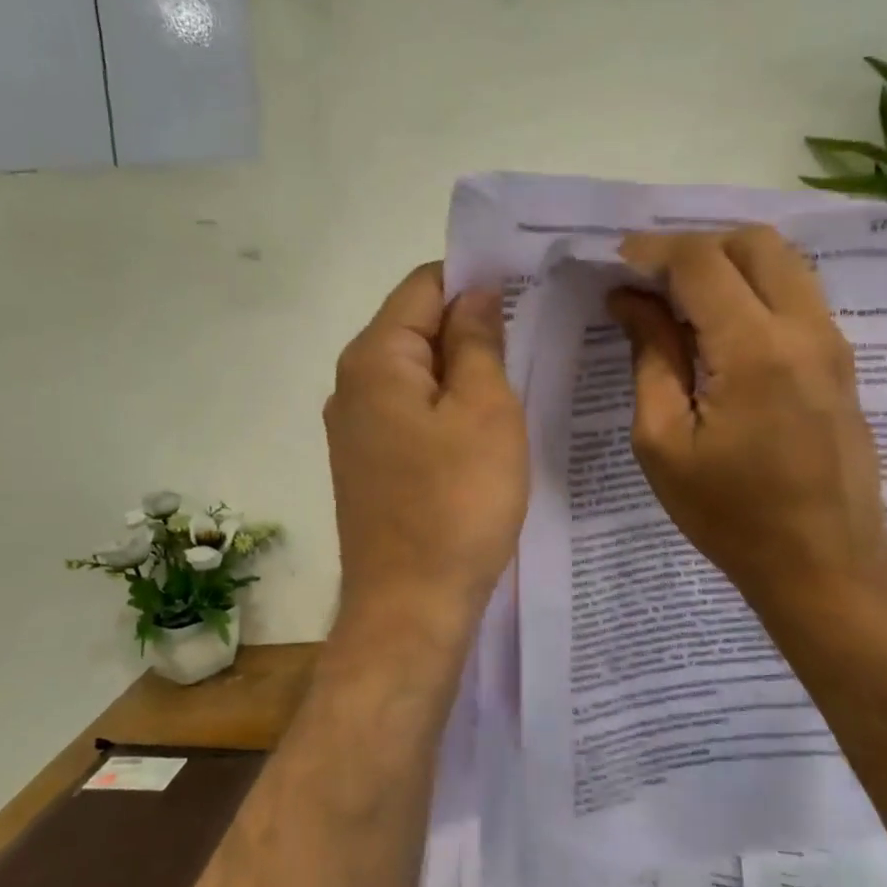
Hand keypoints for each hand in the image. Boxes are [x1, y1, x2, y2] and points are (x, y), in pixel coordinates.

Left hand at [325, 264, 527, 640]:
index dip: (474, 279)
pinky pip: (412, 413)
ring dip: (463, 370)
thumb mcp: (485, 411)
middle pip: (416, 327)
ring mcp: (356, 429)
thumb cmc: (456, 503)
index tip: (527, 289)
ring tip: (518, 377)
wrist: (411, 607)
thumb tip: (475, 293)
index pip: (423, 285)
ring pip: (417, 374)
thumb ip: (478, 341)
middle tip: (534, 335)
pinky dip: (447, 407)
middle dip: (471, 325)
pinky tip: (485, 426)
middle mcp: (352, 385)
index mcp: (374, 358)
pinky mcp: (370, 465)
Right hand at [609, 226, 886, 620]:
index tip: (615, 265)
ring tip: (681, 300)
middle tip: (650, 280)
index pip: (701, 262)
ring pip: (783, 262)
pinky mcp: (841, 361)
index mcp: (754, 350)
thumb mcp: (664, 443)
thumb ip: (650, 358)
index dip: (651, 252)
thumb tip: (631, 301)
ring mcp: (832, 342)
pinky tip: (720, 328)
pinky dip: (755, 289)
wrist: (825, 564)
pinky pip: (797, 295)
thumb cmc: (731, 515)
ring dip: (728, 263)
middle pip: (753, 241)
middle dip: (694, 246)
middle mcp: (804, 328)